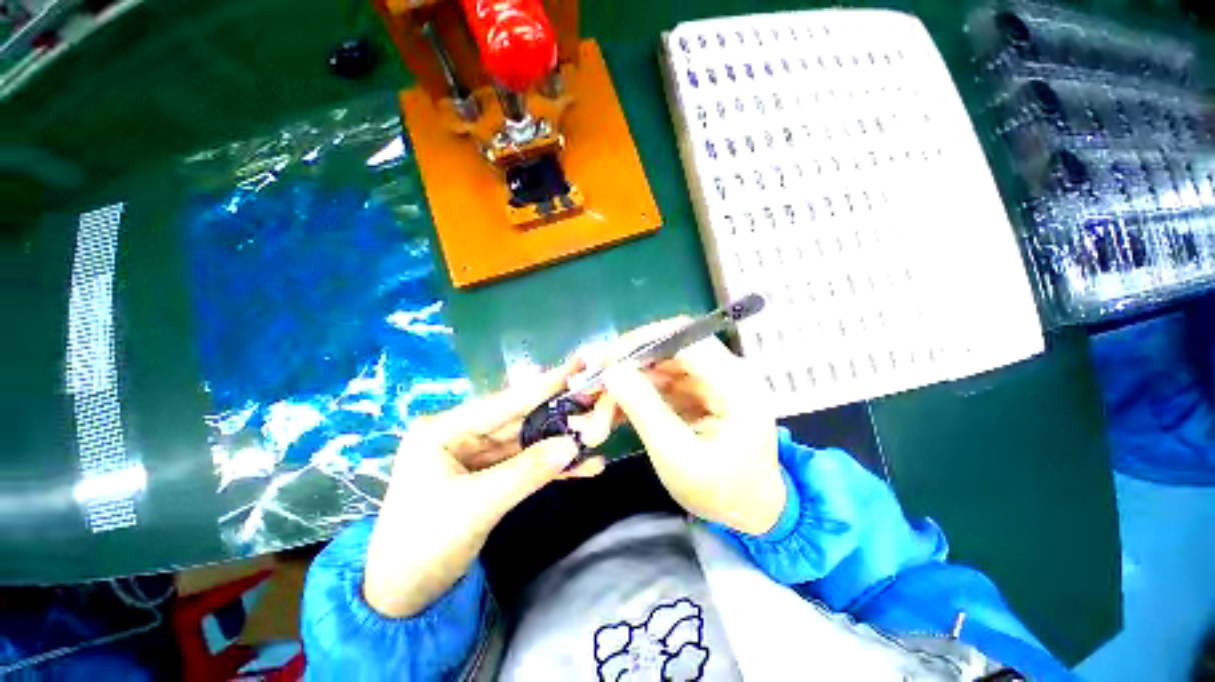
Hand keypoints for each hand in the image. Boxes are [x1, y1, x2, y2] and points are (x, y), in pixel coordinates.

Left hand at [363, 359, 612, 616]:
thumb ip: (528, 471)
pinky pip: (525, 465)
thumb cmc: (424, 546)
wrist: (403, 599)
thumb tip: (574, 444)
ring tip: (597, 433)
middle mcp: (462, 435)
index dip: (544, 385)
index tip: (577, 366)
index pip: (504, 402)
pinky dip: (552, 467)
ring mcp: (477, 455)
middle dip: (558, 415)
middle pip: (519, 420)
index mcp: (444, 429)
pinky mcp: (489, 476)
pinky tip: (583, 466)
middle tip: (595, 400)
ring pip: (527, 442)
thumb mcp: (477, 505)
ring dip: (560, 443)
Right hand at [598, 319, 785, 535]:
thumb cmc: (721, 492)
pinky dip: (635, 395)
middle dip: (626, 369)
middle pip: (666, 349)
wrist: (750, 511)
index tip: (603, 362)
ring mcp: (711, 380)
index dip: (640, 342)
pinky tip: (614, 415)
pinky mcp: (698, 390)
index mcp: (735, 384)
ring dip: (626, 386)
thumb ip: (644, 410)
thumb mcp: (678, 457)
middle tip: (593, 391)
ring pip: (657, 366)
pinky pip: (659, 381)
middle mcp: (726, 372)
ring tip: (598, 416)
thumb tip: (612, 371)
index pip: (683, 339)